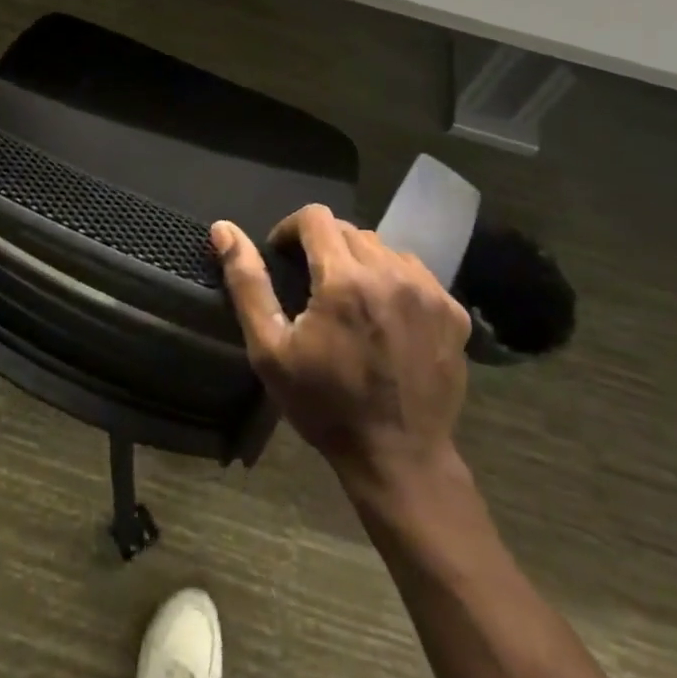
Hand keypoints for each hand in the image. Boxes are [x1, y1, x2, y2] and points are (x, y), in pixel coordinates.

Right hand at [211, 205, 471, 494]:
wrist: (400, 460)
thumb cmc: (326, 405)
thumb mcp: (271, 349)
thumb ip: (247, 283)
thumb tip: (224, 229)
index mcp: (344, 279)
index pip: (315, 217)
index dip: (291, 229)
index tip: (283, 257)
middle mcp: (390, 272)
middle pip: (349, 230)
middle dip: (324, 247)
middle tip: (313, 286)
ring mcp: (428, 291)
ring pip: (383, 248)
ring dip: (360, 261)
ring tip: (350, 299)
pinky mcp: (453, 311)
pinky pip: (415, 272)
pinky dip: (394, 280)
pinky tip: (386, 314)